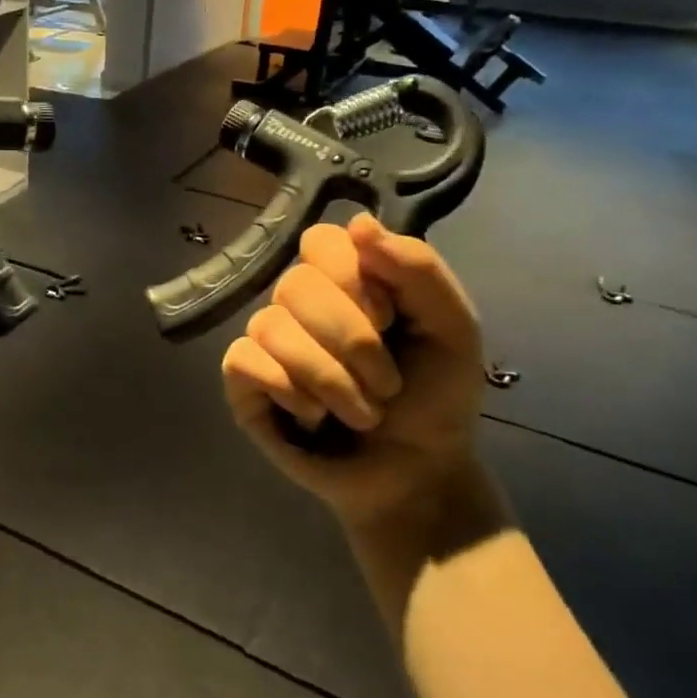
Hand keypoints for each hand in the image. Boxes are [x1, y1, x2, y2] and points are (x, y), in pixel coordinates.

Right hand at [222, 214, 485, 530]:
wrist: (416, 475)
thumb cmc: (436, 398)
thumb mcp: (452, 329)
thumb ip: (418, 269)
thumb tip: (359, 222)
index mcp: (346, 279)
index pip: (320, 241)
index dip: (355, 280)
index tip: (391, 319)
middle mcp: (299, 302)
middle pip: (295, 285)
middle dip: (352, 342)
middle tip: (386, 384)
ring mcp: (268, 339)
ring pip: (270, 326)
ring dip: (330, 379)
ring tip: (361, 413)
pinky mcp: (244, 381)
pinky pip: (244, 361)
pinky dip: (289, 392)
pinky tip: (312, 415)